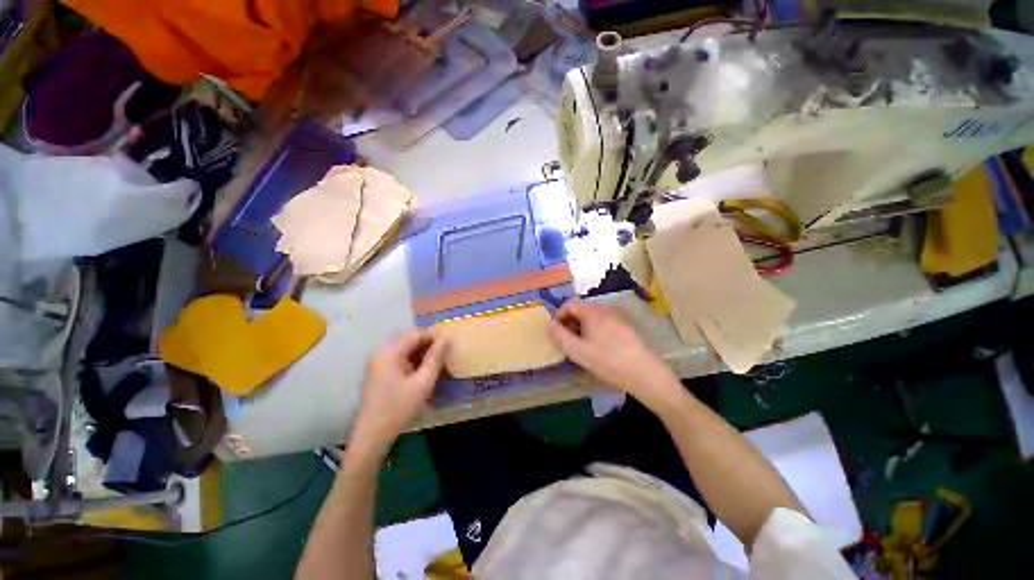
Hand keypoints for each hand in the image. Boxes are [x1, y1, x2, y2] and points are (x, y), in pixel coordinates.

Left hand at [349, 330, 446, 459]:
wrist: (372, 435)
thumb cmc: (399, 407)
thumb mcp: (423, 382)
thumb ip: (435, 358)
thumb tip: (446, 339)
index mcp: (390, 352)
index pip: (415, 334)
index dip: (433, 336)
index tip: (449, 343)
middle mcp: (382, 352)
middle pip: (409, 340)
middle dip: (428, 345)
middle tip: (444, 354)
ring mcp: (378, 362)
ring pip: (405, 349)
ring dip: (421, 353)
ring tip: (436, 363)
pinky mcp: (379, 371)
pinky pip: (399, 358)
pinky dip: (413, 361)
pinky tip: (423, 372)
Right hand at [548, 300, 681, 410]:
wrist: (644, 373)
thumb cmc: (607, 361)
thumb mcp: (577, 351)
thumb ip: (560, 336)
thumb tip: (549, 324)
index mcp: (592, 312)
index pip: (570, 304)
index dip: (558, 315)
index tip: (555, 331)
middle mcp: (605, 310)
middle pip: (581, 310)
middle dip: (569, 322)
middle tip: (566, 340)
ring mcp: (617, 319)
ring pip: (592, 318)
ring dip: (581, 328)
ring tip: (579, 346)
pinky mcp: (625, 329)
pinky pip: (603, 324)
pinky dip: (593, 331)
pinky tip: (597, 349)